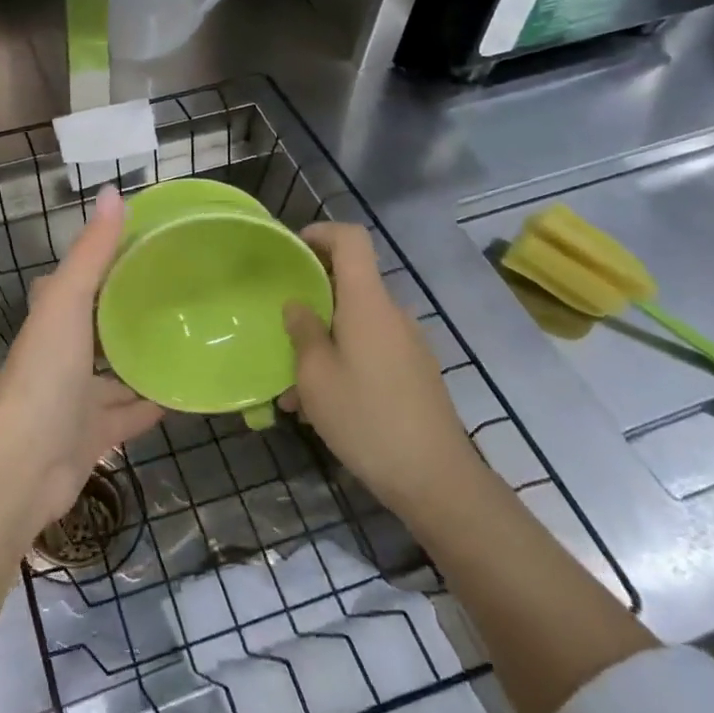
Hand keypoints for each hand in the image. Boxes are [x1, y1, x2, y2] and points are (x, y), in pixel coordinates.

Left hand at [0, 185, 164, 530]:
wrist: (24, 466)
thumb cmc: (44, 374)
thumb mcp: (68, 302)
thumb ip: (91, 252)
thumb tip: (115, 193)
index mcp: (52, 318)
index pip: (80, 280)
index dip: (108, 262)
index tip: (150, 246)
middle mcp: (62, 354)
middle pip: (101, 326)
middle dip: (132, 313)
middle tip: (182, 294)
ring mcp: (77, 397)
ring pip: (118, 372)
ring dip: (146, 359)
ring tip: (192, 338)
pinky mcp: (94, 434)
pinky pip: (132, 413)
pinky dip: (155, 404)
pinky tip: (188, 392)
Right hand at [281, 223, 477, 513]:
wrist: (435, 479)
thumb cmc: (366, 418)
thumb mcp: (316, 376)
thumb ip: (303, 331)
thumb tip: (297, 304)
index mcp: (368, 303)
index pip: (352, 240)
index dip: (321, 233)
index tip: (291, 250)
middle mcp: (392, 314)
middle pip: (349, 284)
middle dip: (310, 302)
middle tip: (278, 332)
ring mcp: (407, 344)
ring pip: (355, 325)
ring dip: (321, 344)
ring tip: (292, 391)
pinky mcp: (414, 373)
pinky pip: (369, 351)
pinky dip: (341, 364)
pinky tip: (320, 408)